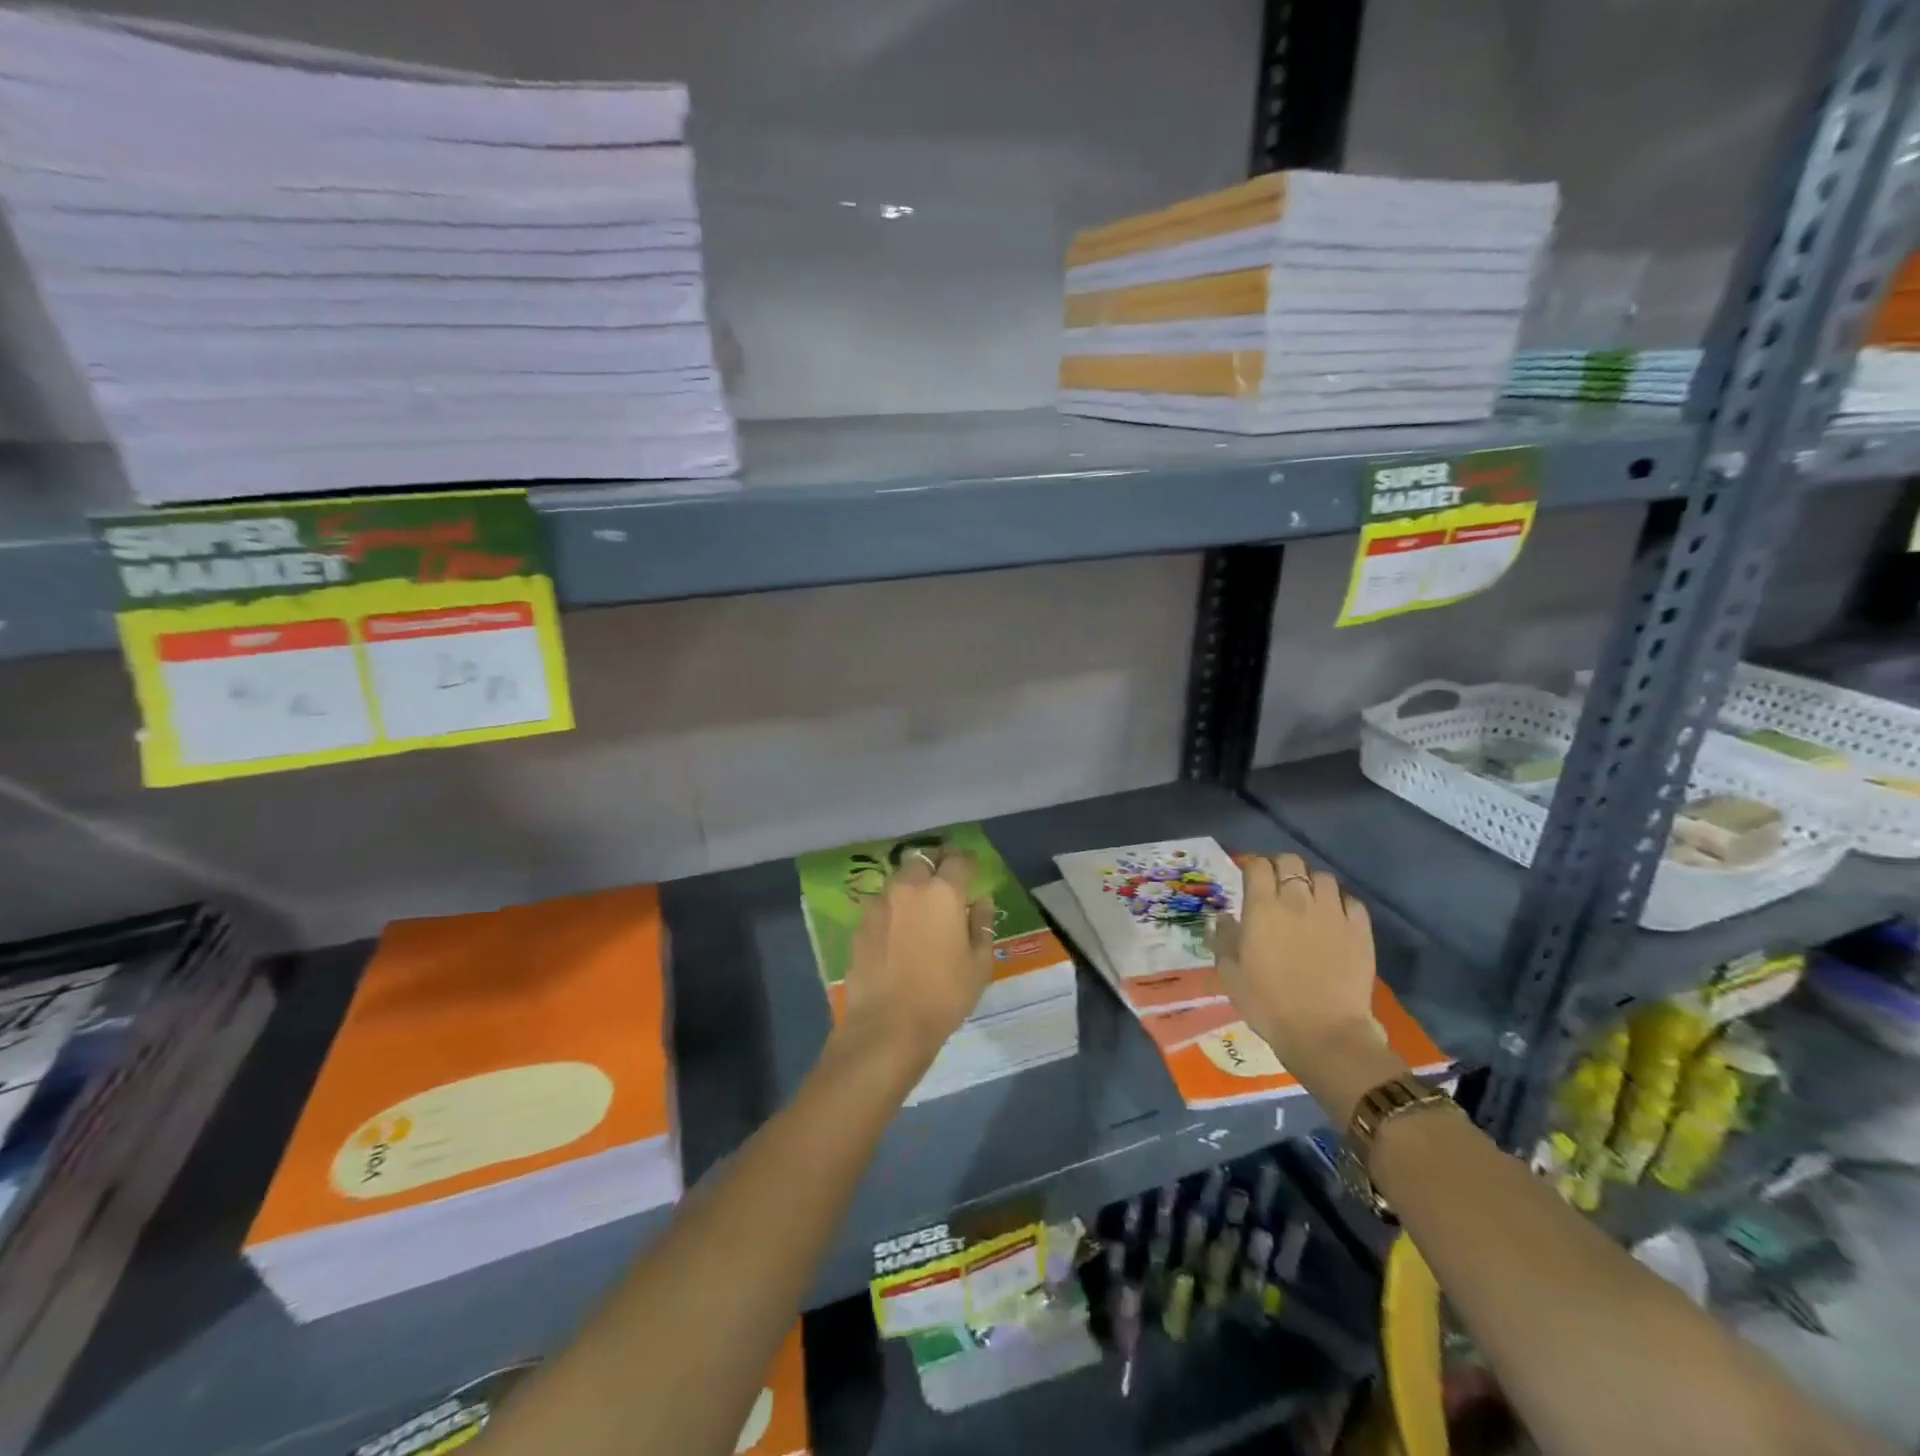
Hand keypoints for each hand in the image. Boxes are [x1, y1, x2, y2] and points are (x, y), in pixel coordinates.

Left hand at [835, 849, 994, 1073]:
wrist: (887, 1026)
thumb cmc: (943, 995)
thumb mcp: (978, 964)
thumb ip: (981, 925)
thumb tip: (981, 902)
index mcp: (942, 892)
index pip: (957, 860)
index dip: (968, 862)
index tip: (973, 869)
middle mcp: (908, 888)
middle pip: (922, 862)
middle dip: (935, 866)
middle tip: (946, 883)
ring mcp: (879, 905)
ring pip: (898, 881)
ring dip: (911, 886)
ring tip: (920, 907)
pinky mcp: (860, 925)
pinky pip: (881, 905)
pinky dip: (893, 910)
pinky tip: (898, 931)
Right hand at [1211, 853, 1383, 1089]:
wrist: (1323, 1033)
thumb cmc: (1268, 1003)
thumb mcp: (1230, 973)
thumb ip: (1224, 938)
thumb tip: (1222, 916)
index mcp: (1262, 908)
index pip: (1258, 865)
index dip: (1253, 866)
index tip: (1249, 877)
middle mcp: (1298, 901)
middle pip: (1291, 862)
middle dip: (1282, 867)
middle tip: (1277, 886)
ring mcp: (1332, 913)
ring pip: (1324, 877)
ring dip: (1312, 884)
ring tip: (1309, 901)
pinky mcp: (1360, 930)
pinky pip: (1351, 901)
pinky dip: (1341, 903)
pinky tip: (1335, 918)